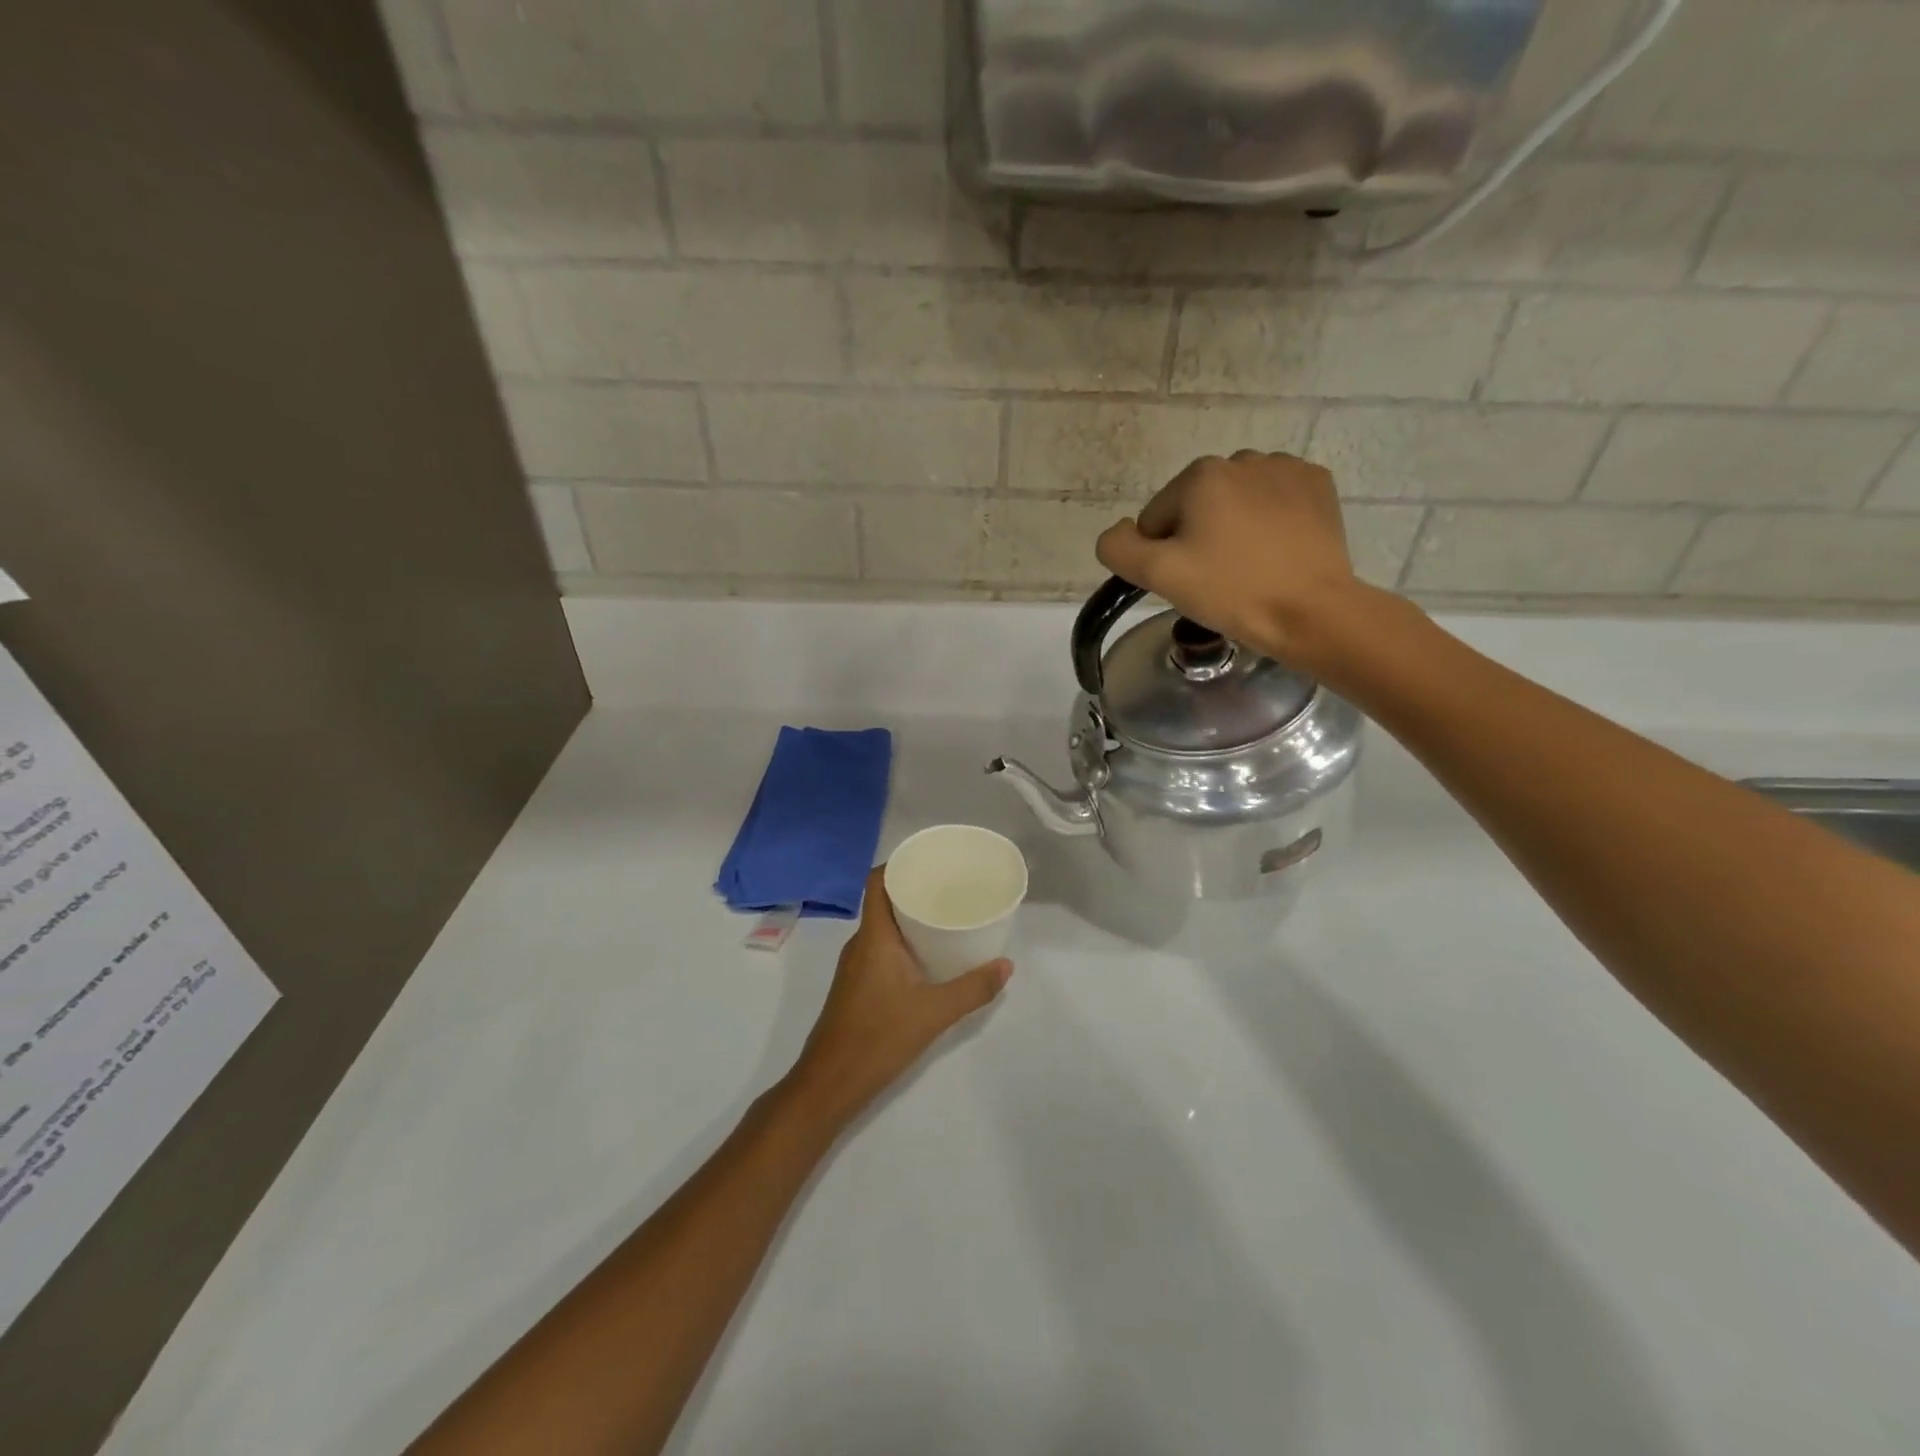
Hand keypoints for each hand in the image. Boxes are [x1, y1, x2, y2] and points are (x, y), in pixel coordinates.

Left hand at [784, 868, 1011, 1131]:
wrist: (830, 1084)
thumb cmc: (878, 1038)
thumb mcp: (934, 1013)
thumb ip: (972, 988)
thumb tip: (1006, 965)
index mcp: (874, 937)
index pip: (877, 882)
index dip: (899, 864)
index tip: (930, 859)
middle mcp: (861, 944)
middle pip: (884, 902)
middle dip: (915, 890)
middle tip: (951, 886)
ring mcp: (856, 966)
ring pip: (884, 928)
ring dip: (911, 918)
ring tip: (947, 916)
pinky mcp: (858, 986)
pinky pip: (882, 949)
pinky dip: (905, 942)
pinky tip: (930, 956)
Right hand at [1095, 451, 1380, 669]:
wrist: (1311, 612)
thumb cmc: (1231, 591)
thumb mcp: (1158, 575)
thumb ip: (1118, 548)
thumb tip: (1120, 531)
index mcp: (1201, 475)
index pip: (1157, 518)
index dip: (1163, 554)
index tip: (1189, 580)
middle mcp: (1243, 459)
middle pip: (1196, 506)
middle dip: (1198, 537)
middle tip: (1217, 578)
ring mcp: (1286, 469)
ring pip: (1236, 501)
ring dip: (1233, 527)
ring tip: (1249, 566)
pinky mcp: (1318, 485)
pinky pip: (1274, 499)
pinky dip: (1269, 520)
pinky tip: (1277, 550)